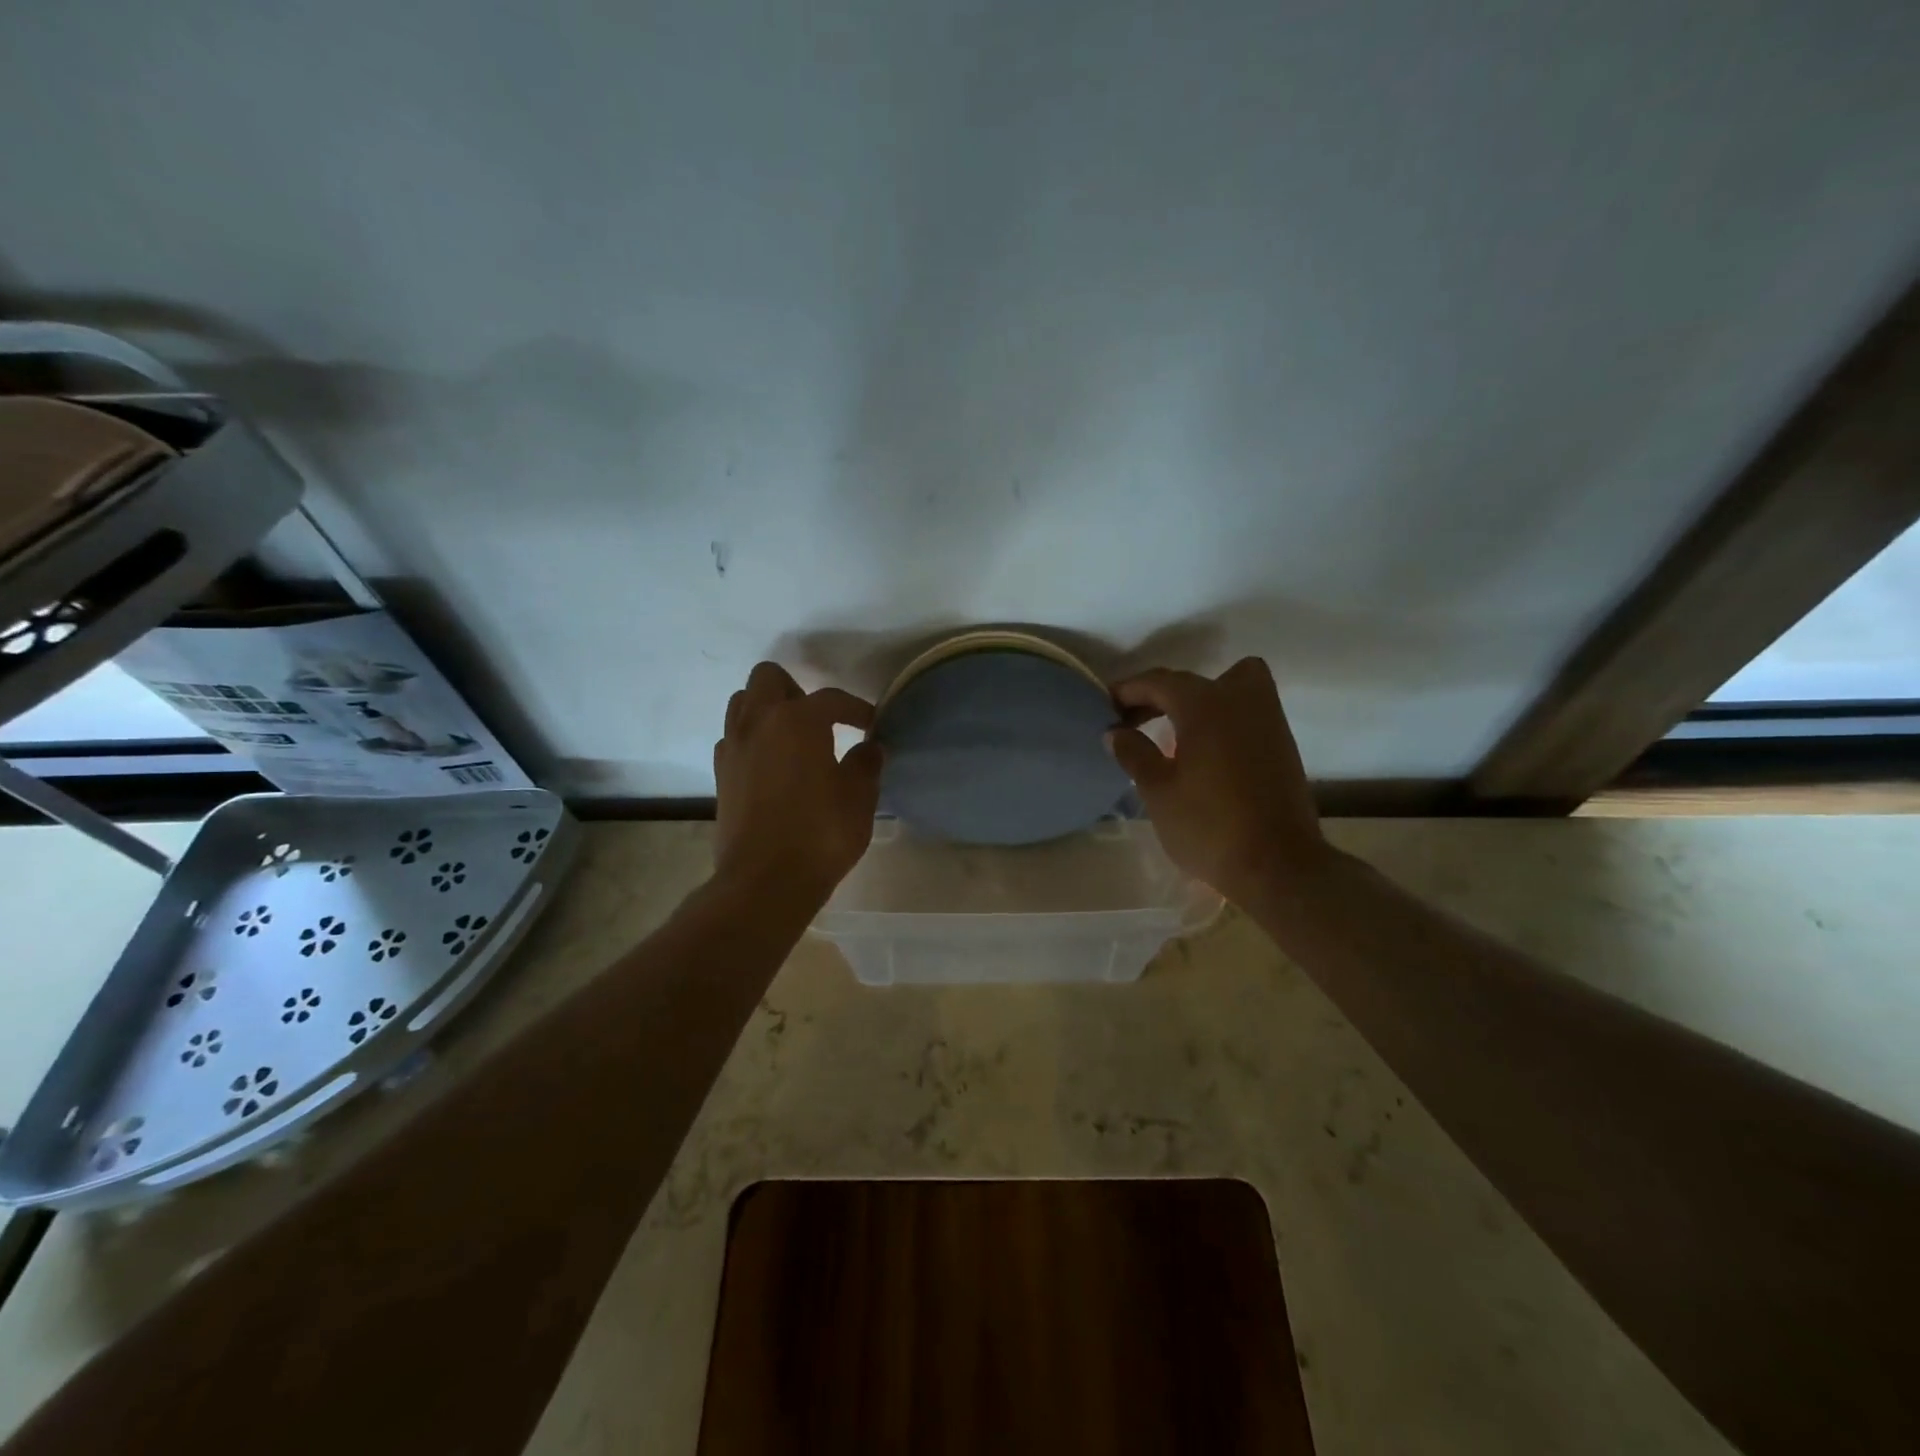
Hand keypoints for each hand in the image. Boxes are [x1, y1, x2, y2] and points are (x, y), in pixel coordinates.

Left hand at [714, 662, 882, 902]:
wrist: (765, 882)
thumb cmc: (820, 834)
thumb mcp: (859, 799)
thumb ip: (866, 765)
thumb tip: (870, 748)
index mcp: (797, 720)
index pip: (831, 698)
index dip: (856, 709)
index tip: (871, 724)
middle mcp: (758, 722)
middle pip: (768, 678)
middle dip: (796, 691)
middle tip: (820, 722)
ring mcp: (733, 747)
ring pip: (742, 703)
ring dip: (767, 710)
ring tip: (793, 739)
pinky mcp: (720, 775)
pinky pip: (734, 738)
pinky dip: (752, 740)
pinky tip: (773, 766)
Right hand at [1106, 658, 1327, 905]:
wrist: (1277, 866)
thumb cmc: (1208, 826)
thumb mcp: (1157, 791)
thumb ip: (1134, 754)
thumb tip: (1116, 732)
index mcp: (1205, 705)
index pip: (1159, 682)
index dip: (1128, 691)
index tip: (1105, 707)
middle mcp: (1240, 700)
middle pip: (1193, 680)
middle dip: (1159, 694)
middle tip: (1133, 721)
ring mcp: (1268, 720)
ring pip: (1232, 685)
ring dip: (1199, 698)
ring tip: (1173, 730)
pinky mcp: (1282, 744)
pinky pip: (1247, 710)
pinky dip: (1222, 716)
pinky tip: (1203, 750)